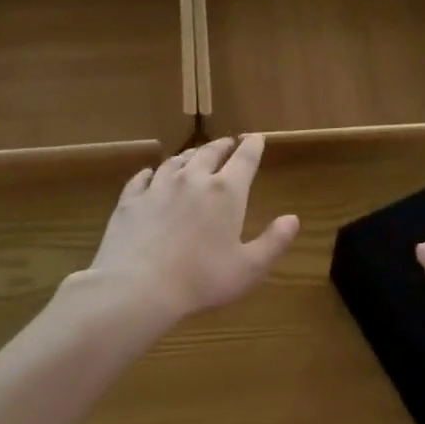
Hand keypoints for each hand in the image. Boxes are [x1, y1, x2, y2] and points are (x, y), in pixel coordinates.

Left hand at [86, 135, 298, 331]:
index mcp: (225, 192)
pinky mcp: (131, 200)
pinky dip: (150, 173)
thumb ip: (273, 242)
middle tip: (228, 143)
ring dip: (189, 155)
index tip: (256, 137)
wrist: (137, 286)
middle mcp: (192, 180)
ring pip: (176, 161)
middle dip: (222, 146)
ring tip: (194, 155)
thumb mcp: (249, 268)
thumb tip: (293, 219)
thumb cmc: (201, 279)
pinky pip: (142, 178)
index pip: (244, 159)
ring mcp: (158, 187)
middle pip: (209, 153)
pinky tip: (150, 174)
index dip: (253, 146)